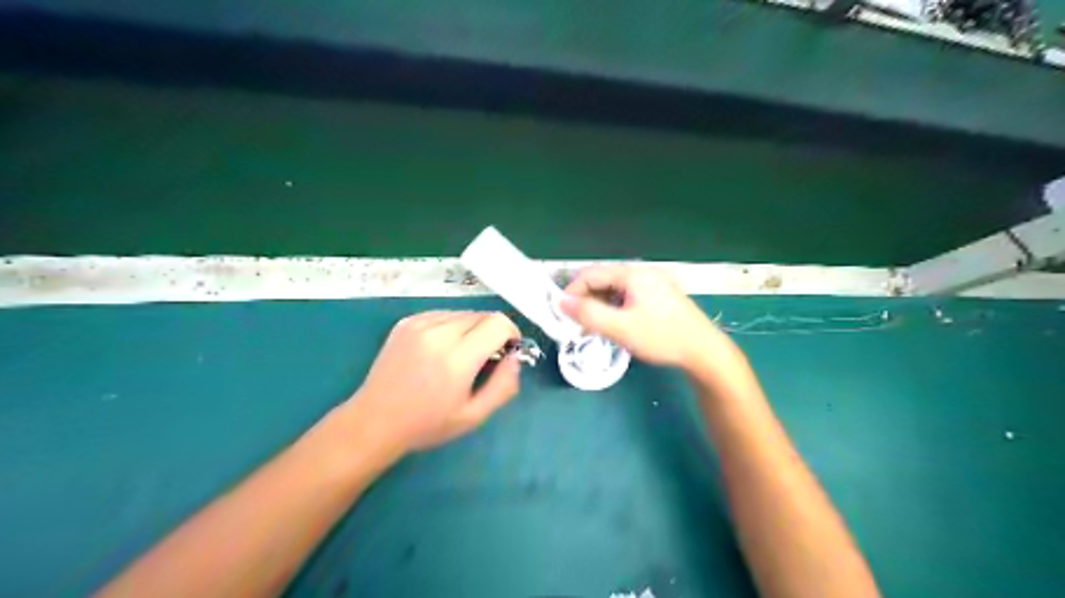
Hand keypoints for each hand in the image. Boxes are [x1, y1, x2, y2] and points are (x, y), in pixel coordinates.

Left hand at [348, 314, 522, 453]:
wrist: (374, 420)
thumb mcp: (474, 416)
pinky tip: (441, 349)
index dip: (511, 334)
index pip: (498, 323)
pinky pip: (443, 314)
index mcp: (457, 358)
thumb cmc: (427, 424)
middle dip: (493, 332)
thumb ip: (503, 386)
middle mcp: (438, 333)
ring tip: (461, 354)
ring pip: (464, 312)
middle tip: (485, 358)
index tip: (507, 352)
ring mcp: (419, 324)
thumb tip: (515, 358)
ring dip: (473, 328)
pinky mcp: (407, 321)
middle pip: (483, 315)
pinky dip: (452, 326)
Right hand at [561, 264, 737, 371]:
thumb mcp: (620, 328)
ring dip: (600, 307)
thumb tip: (561, 302)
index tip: (563, 314)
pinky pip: (628, 298)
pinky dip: (615, 310)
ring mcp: (653, 284)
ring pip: (615, 291)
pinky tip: (615, 327)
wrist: (703, 350)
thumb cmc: (661, 337)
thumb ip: (588, 314)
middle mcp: (641, 273)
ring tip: (595, 329)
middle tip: (578, 325)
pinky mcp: (659, 297)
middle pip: (603, 281)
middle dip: (586, 301)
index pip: (590, 274)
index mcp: (631, 274)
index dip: (572, 292)